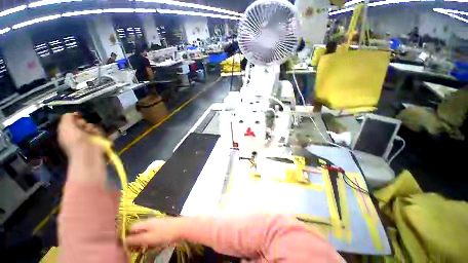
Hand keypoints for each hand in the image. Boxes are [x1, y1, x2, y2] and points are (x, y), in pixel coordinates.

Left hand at [58, 113, 102, 156]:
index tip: (77, 116)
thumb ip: (67, 117)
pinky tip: (96, 134)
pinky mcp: (97, 139)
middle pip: (81, 122)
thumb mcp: (65, 126)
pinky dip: (97, 132)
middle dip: (82, 122)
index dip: (73, 117)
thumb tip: (74, 113)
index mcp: (66, 132)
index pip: (70, 121)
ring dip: (91, 127)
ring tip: (90, 131)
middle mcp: (76, 133)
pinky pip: (98, 131)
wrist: (88, 151)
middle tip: (83, 125)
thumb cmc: (74, 139)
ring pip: (90, 126)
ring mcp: (87, 136)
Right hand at [125, 217, 183, 248]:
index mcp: (146, 222)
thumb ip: (136, 239)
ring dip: (143, 239)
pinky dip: (151, 238)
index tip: (127, 246)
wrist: (182, 227)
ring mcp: (158, 223)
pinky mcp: (163, 226)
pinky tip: (153, 243)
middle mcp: (151, 221)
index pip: (132, 227)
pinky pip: (153, 232)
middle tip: (136, 248)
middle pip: (139, 229)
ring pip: (146, 231)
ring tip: (145, 247)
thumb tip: (124, 240)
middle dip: (136, 239)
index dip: (128, 236)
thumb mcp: (149, 238)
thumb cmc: (165, 233)